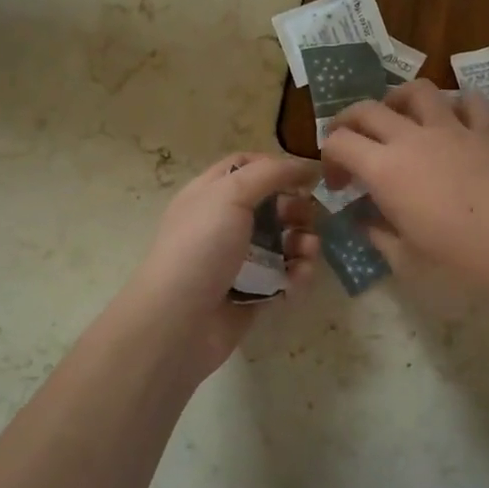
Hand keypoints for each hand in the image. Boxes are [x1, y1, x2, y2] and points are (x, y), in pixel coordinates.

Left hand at [125, 152, 320, 372]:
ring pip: (283, 242)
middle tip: (309, 217)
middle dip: (297, 208)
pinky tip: (299, 277)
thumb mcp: (230, 195)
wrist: (179, 322)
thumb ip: (269, 173)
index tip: (305, 175)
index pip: (245, 167)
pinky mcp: (254, 293)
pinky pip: (285, 276)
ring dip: (303, 242)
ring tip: (308, 252)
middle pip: (271, 205)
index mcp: (210, 194)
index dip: (275, 167)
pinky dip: (298, 274)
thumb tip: (304, 165)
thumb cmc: (201, 248)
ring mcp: (239, 260)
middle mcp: (224, 224)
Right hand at [320, 80, 488, 297]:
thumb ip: (378, 235)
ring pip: (417, 91)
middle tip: (352, 146)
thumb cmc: (459, 263)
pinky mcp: (488, 132)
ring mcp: (453, 129)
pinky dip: (458, 105)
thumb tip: (366, 220)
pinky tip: (455, 121)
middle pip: (367, 109)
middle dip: (348, 122)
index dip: (328, 159)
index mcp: (384, 170)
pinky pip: (471, 102)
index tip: (339, 186)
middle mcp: (412, 139)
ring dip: (399, 100)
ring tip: (399, 120)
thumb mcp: (406, 261)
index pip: (338, 143)